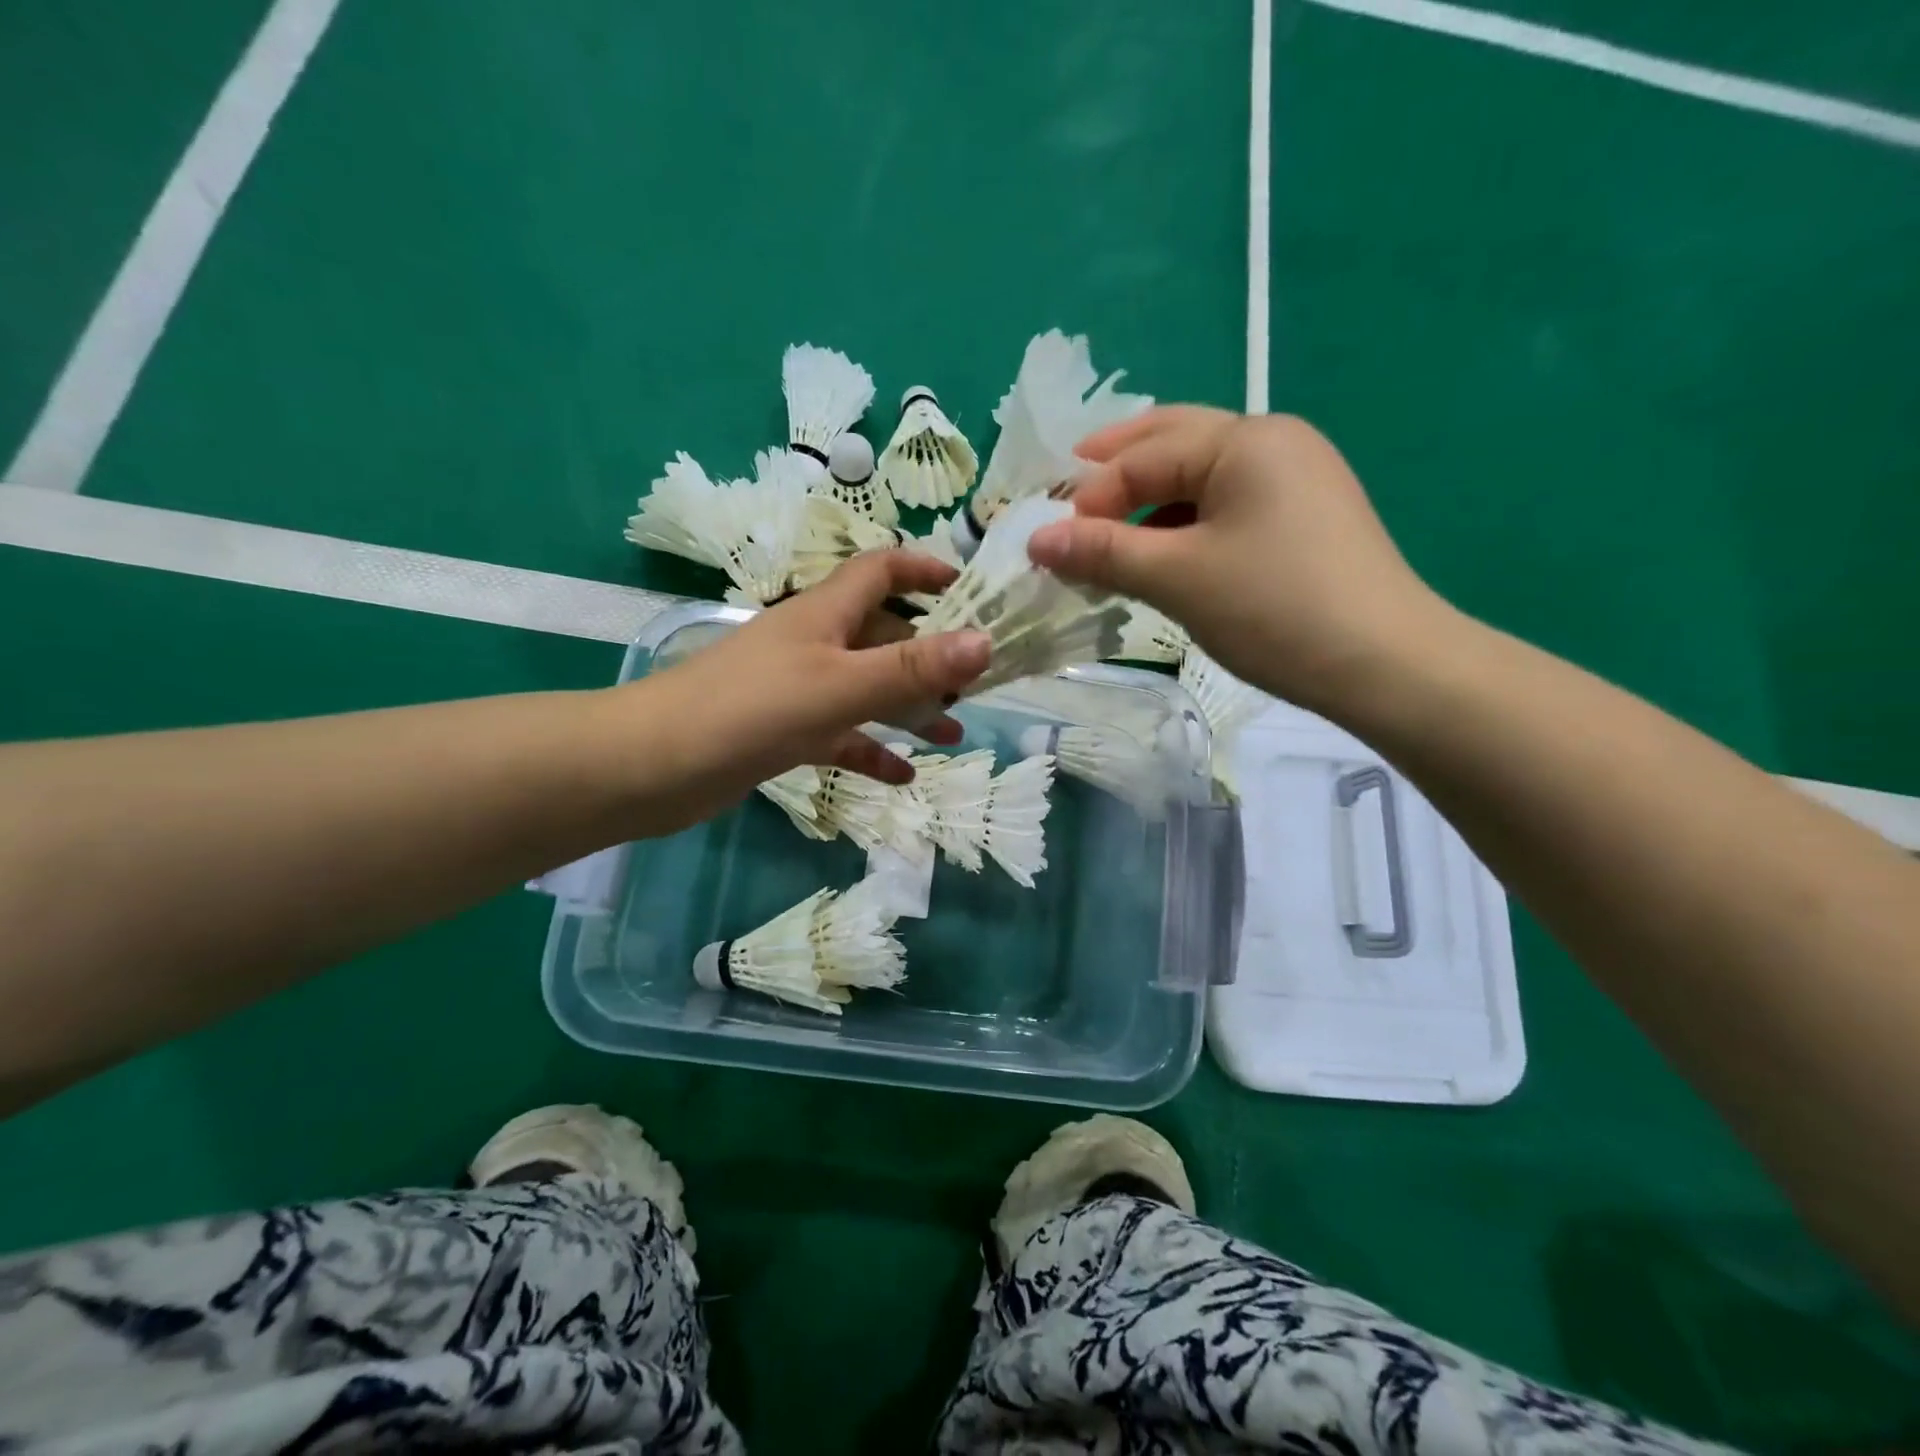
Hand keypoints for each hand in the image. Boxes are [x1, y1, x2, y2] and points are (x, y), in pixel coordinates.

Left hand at [613, 550, 990, 830]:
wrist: (650, 767)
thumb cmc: (748, 710)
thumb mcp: (839, 686)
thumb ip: (911, 666)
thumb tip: (986, 641)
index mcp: (824, 614)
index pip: (880, 570)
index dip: (924, 568)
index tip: (970, 588)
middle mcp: (813, 643)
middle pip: (882, 634)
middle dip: (930, 653)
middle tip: (976, 683)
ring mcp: (797, 689)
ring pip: (866, 689)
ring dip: (908, 707)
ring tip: (953, 733)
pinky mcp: (783, 732)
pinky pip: (840, 736)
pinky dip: (871, 750)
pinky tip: (904, 775)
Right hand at [1027, 407, 1449, 713]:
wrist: (1385, 664)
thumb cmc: (1274, 608)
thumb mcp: (1178, 577)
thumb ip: (1103, 552)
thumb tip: (1035, 540)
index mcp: (1245, 440)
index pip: (1144, 456)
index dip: (1090, 496)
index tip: (1049, 541)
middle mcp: (1273, 442)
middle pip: (1175, 441)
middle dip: (1117, 467)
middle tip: (1066, 491)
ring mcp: (1296, 479)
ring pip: (1201, 477)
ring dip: (1149, 500)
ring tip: (1107, 530)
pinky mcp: (1304, 518)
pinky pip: (1226, 505)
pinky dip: (1184, 523)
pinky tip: (1163, 552)